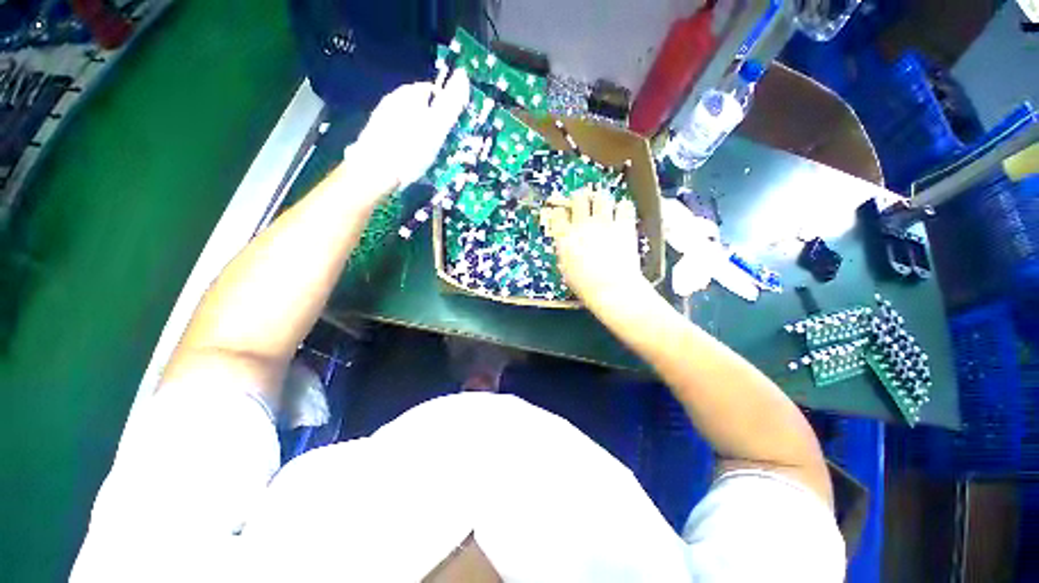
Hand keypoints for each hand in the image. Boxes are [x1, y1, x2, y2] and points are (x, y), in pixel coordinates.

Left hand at [342, 69, 470, 203]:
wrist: (374, 171)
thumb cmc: (410, 149)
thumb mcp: (436, 127)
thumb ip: (450, 103)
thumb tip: (463, 75)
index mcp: (408, 95)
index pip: (430, 90)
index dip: (443, 105)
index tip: (450, 126)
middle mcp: (392, 100)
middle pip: (417, 104)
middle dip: (430, 118)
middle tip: (439, 140)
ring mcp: (381, 116)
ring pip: (406, 118)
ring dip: (417, 129)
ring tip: (425, 150)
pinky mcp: (374, 133)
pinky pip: (396, 131)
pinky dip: (405, 139)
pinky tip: (408, 154)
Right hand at [543, 186, 645, 305]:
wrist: (612, 290)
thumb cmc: (585, 286)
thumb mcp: (566, 269)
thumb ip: (565, 250)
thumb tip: (567, 241)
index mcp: (565, 238)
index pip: (558, 214)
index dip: (560, 212)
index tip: (563, 214)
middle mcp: (583, 225)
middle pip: (578, 197)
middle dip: (579, 199)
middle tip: (583, 203)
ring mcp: (604, 223)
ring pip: (601, 197)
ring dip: (600, 200)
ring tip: (602, 206)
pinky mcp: (624, 225)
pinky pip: (624, 205)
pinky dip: (622, 208)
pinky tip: (621, 214)